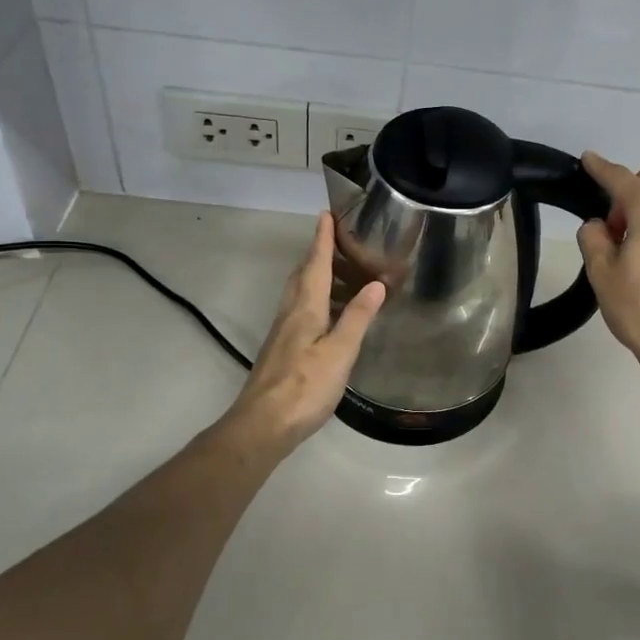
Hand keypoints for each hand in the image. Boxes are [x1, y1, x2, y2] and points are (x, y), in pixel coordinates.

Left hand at [226, 212, 385, 452]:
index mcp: (305, 308)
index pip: (315, 264)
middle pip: (304, 274)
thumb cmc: (305, 387)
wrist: (262, 425)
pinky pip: (302, 310)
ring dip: (320, 277)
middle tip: (342, 242)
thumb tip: (376, 283)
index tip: (327, 214)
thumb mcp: (340, 351)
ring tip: (345, 275)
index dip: (322, 239)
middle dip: (320, 254)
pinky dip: (319, 300)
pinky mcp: (283, 349)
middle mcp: (291, 313)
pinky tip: (332, 315)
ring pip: (301, 293)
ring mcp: (284, 332)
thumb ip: (357, 317)